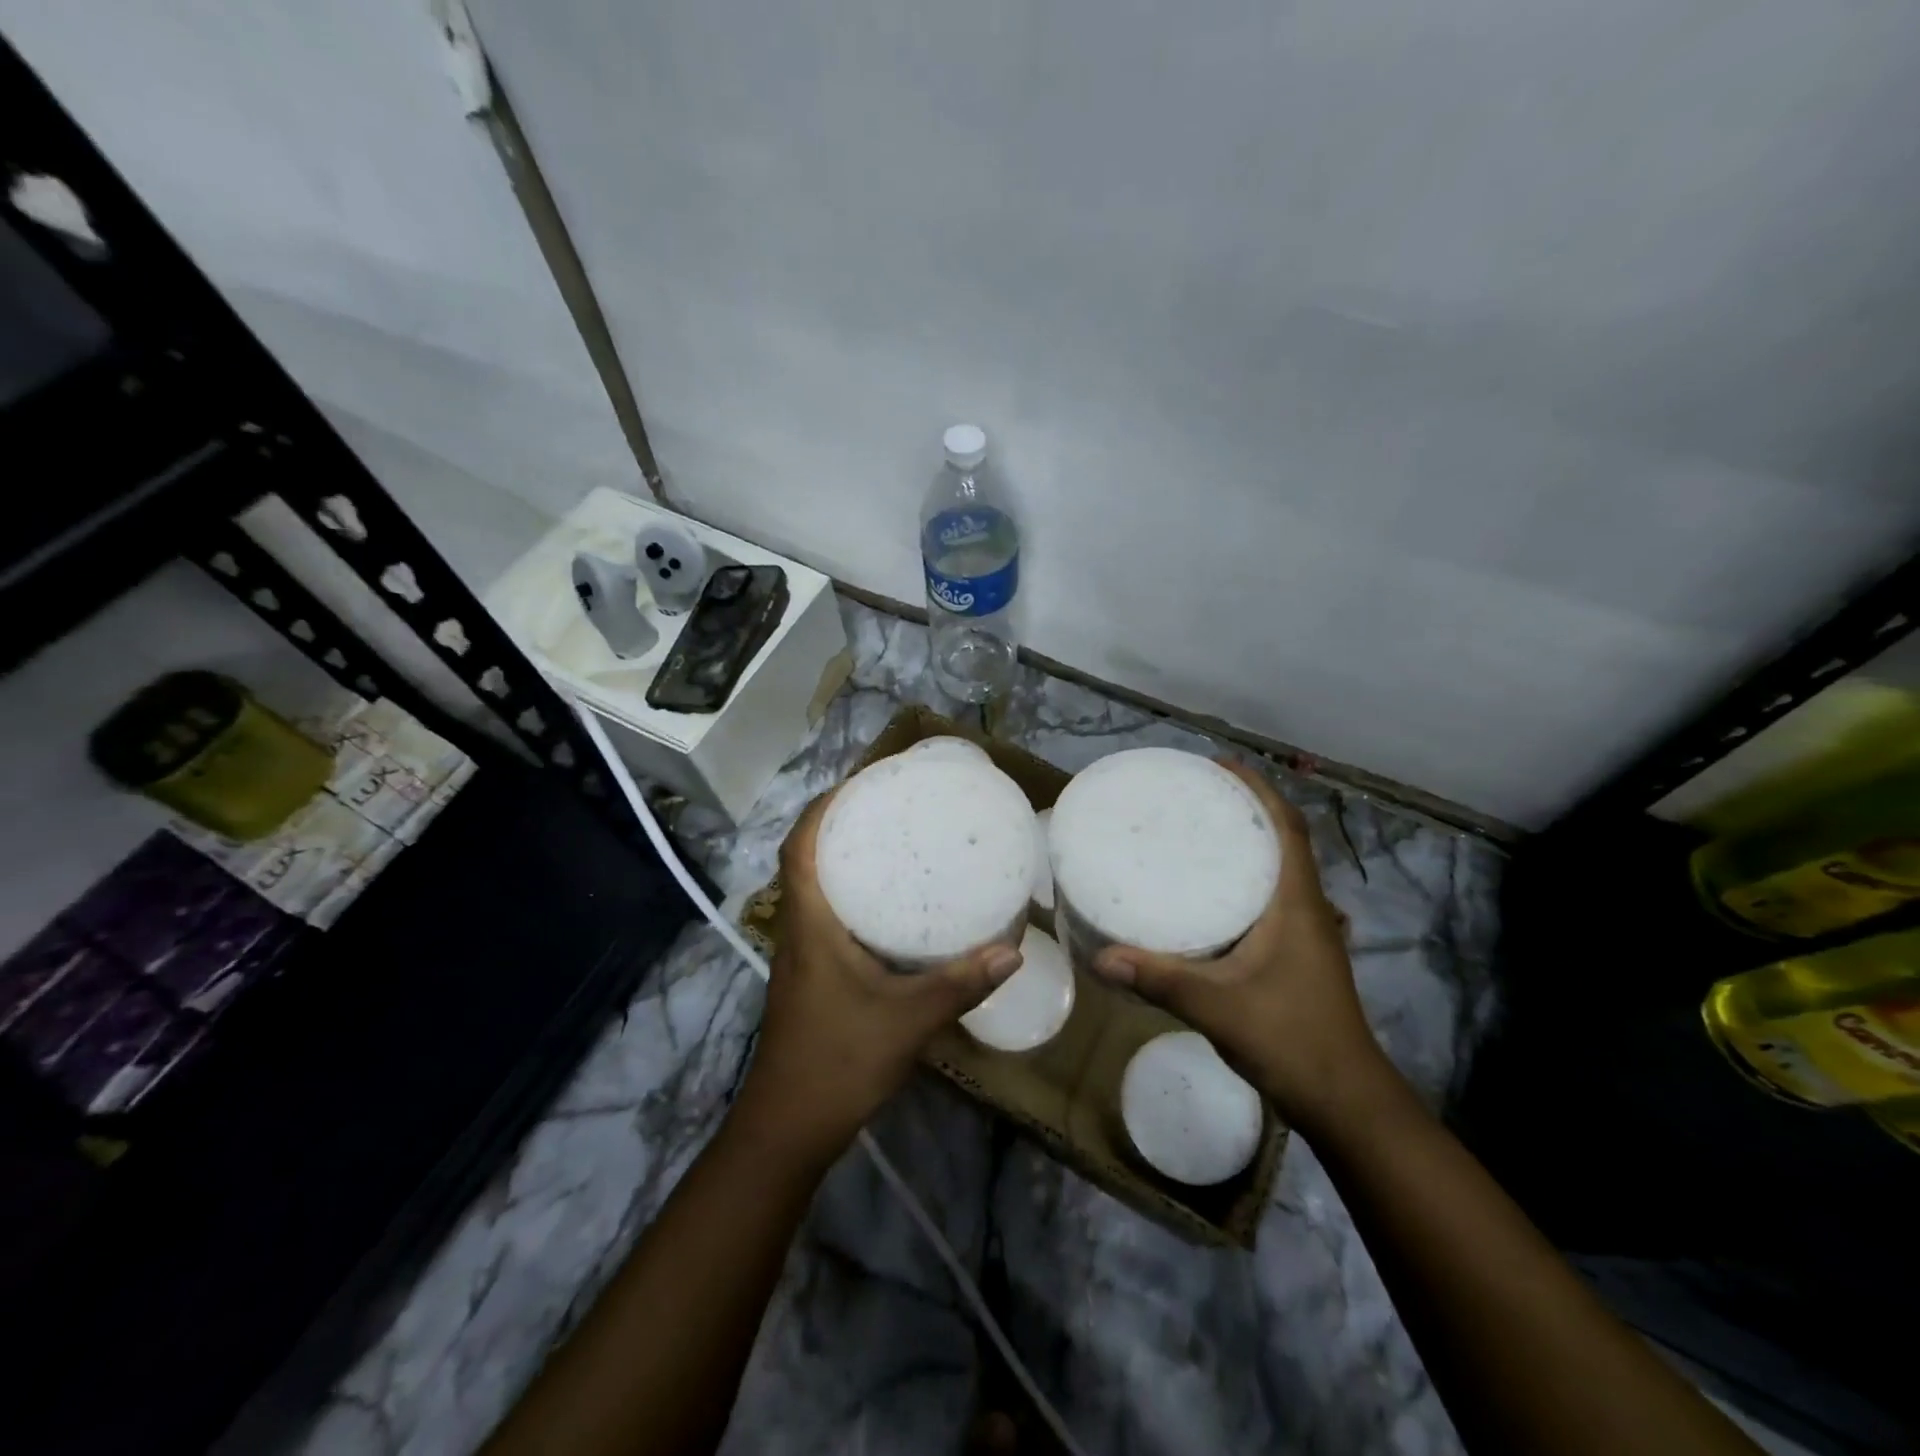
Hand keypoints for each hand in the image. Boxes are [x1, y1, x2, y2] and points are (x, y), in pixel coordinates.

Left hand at [737, 788, 1023, 1161]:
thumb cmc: (837, 1062)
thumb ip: (959, 984)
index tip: (858, 783)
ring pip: (816, 890)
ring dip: (843, 861)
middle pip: (806, 861)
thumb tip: (1012, 950)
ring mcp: (801, 957)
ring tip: (893, 844)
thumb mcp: (906, 1020)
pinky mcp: (812, 978)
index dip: (821, 809)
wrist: (788, 1128)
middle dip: (839, 826)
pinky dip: (852, 898)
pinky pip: (827, 918)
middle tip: (888, 806)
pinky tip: (892, 911)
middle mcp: (798, 931)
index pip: (800, 848)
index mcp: (809, 925)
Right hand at [1091, 761, 1395, 1136]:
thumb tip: (1102, 956)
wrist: (1346, 1101)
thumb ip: (1160, 980)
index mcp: (1297, 903)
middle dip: (1246, 808)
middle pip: (1283, 839)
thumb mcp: (1218, 1007)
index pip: (1286, 827)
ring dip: (1249, 843)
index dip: (1258, 789)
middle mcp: (1307, 907)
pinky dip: (1245, 879)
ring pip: (1279, 869)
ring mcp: (1307, 932)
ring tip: (1198, 831)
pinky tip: (1208, 894)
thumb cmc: (1291, 1040)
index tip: (1218, 766)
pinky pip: (1271, 897)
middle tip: (1194, 795)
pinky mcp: (1298, 954)